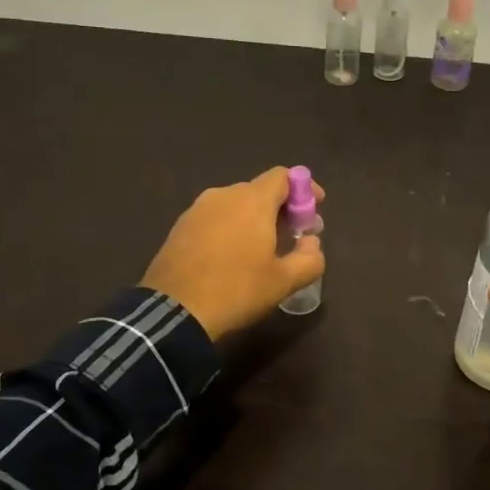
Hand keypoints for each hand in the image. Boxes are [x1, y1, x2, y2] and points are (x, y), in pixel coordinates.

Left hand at [142, 167, 325, 338]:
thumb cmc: (237, 291)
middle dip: (280, 208)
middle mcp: (223, 195)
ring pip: (235, 205)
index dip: (303, 188)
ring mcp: (196, 210)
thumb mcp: (284, 281)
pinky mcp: (179, 227)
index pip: (283, 176)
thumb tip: (311, 243)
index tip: (314, 209)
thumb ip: (309, 258)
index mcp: (252, 201)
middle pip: (259, 191)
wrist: (175, 312)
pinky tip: (232, 257)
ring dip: (254, 220)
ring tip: (262, 250)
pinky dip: (230, 229)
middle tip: (293, 236)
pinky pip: (214, 219)